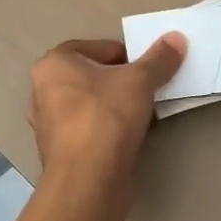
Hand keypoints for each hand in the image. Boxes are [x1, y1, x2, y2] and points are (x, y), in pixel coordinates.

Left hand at [26, 35, 185, 196]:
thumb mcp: (140, 80)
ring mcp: (48, 124)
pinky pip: (89, 129)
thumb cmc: (106, 117)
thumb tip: (176, 38)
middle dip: (121, 82)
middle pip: (94, 76)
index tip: (148, 73)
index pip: (100, 48)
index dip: (129, 57)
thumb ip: (159, 58)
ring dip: (115, 107)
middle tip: (147, 91)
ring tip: (140, 115)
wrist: (88, 182)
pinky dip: (107, 130)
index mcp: (54, 63)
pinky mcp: (59, 152)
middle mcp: (43, 90)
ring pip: (91, 104)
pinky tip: (127, 138)